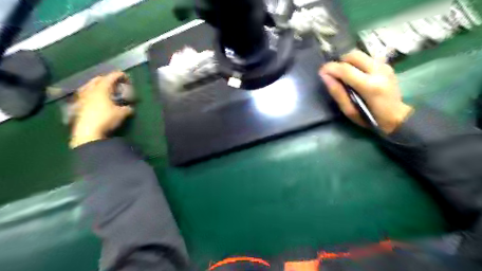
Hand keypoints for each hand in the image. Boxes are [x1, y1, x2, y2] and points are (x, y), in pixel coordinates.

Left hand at [70, 71, 132, 148]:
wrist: (88, 131)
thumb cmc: (106, 118)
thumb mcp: (122, 114)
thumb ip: (127, 109)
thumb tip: (130, 108)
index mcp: (101, 89)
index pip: (110, 78)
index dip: (118, 75)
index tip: (124, 75)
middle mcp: (91, 90)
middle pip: (97, 79)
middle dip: (106, 78)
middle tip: (114, 82)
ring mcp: (83, 98)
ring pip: (89, 86)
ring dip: (97, 85)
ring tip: (103, 89)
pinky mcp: (79, 106)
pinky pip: (85, 94)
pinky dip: (91, 93)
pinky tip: (95, 98)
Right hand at [319, 50, 409, 133]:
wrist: (396, 117)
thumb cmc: (370, 118)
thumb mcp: (349, 111)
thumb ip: (337, 93)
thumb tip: (325, 76)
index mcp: (369, 86)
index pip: (345, 69)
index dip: (330, 68)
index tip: (321, 71)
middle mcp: (378, 71)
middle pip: (354, 55)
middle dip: (340, 62)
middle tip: (335, 73)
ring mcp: (385, 66)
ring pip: (361, 54)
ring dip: (349, 62)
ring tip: (345, 74)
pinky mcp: (387, 65)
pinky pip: (367, 58)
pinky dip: (358, 63)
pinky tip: (357, 74)